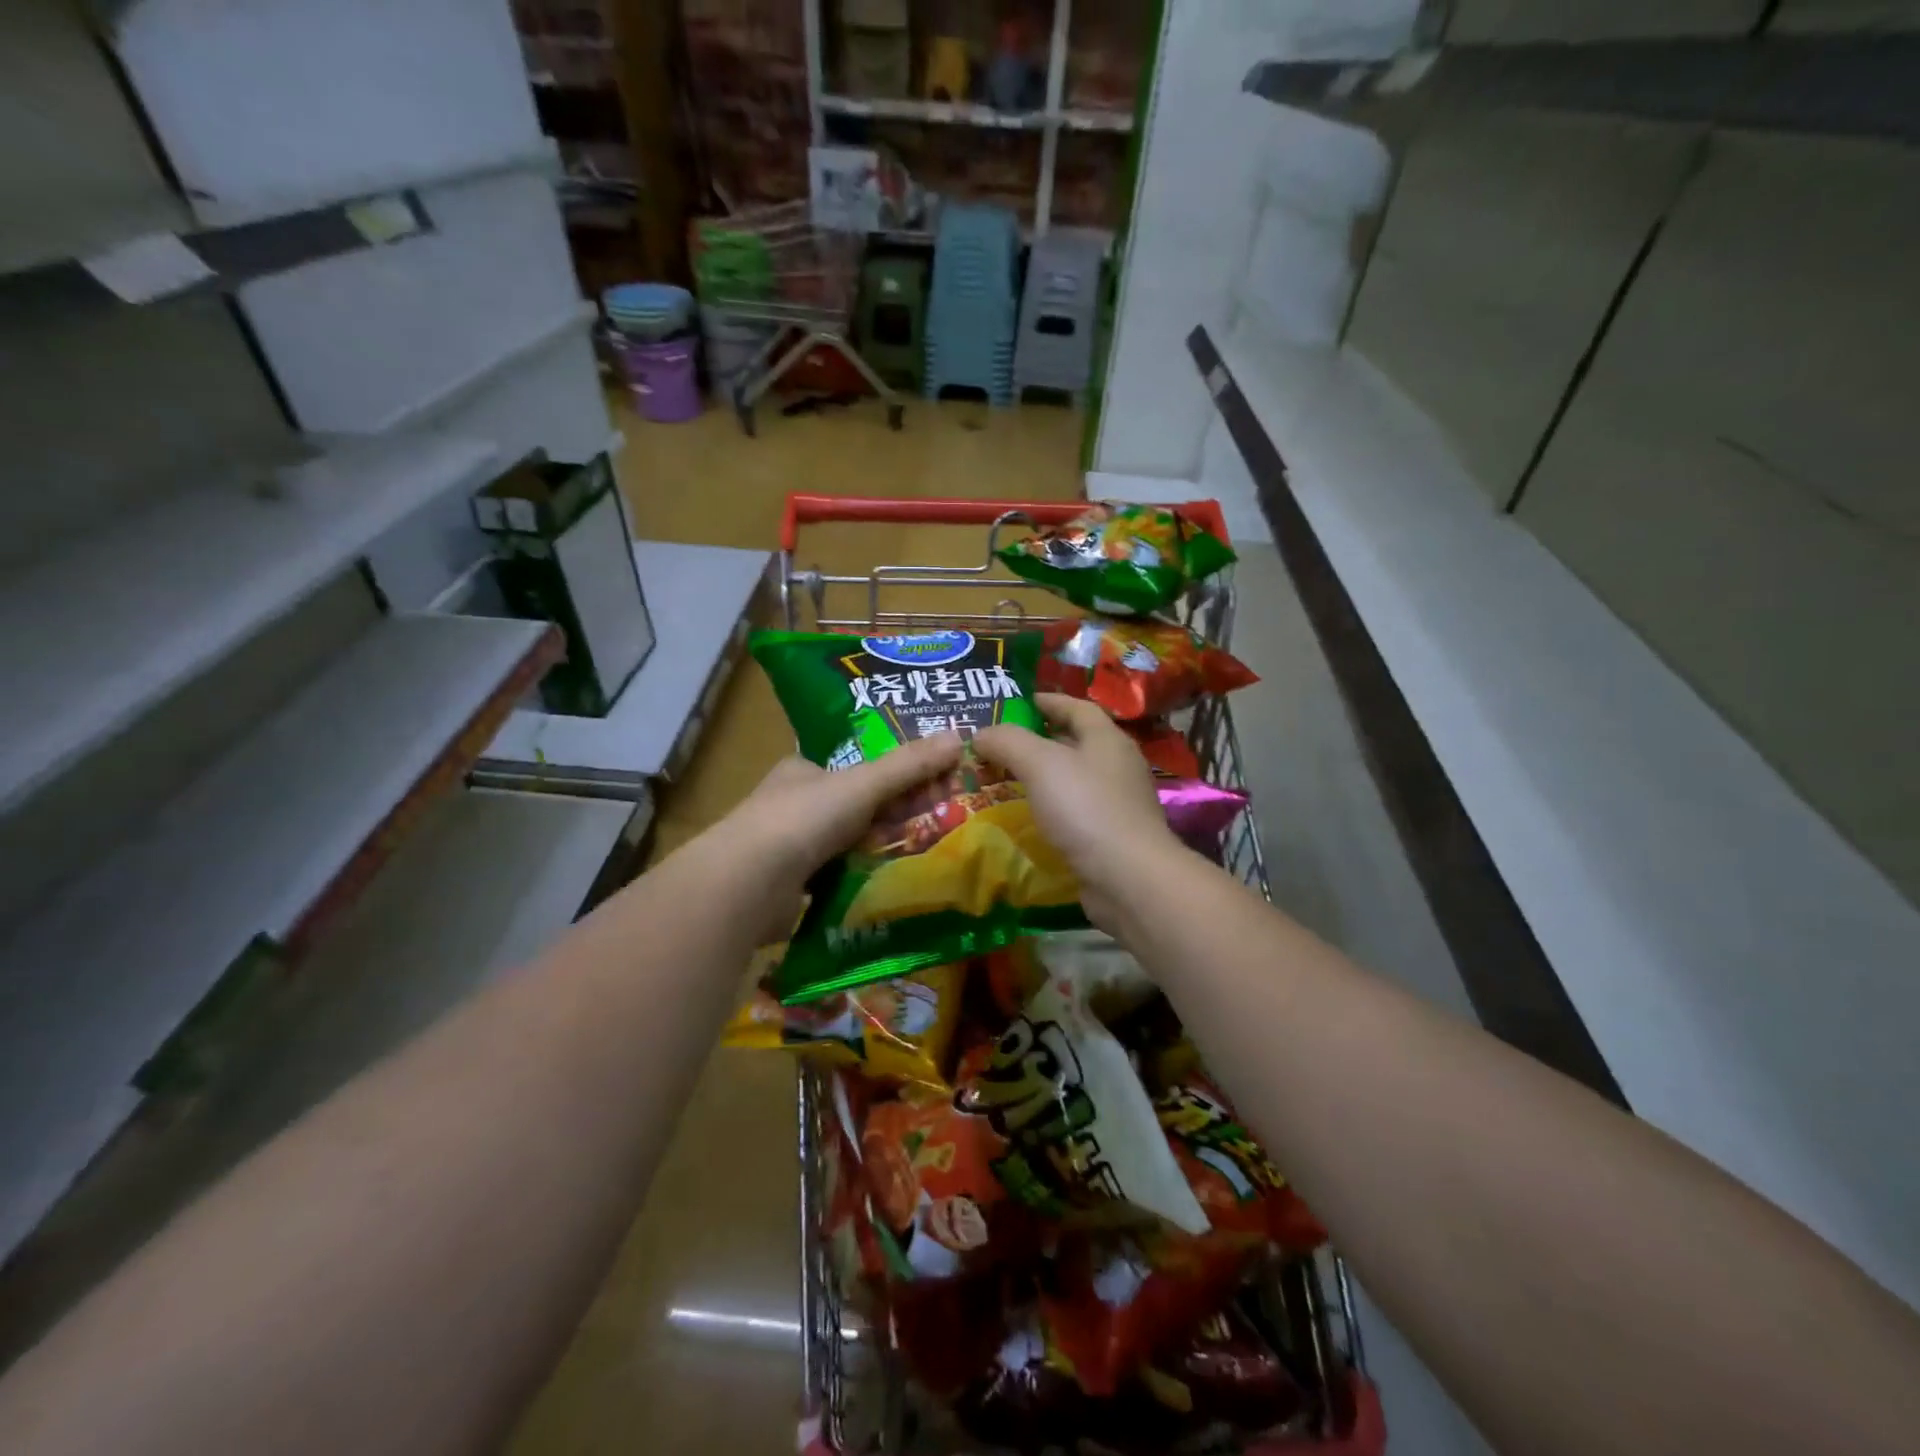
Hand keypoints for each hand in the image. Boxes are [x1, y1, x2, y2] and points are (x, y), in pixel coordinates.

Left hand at [712, 732, 965, 937]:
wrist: (749, 884)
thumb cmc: (804, 819)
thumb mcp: (864, 784)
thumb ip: (909, 765)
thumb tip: (960, 737)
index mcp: (802, 771)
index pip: (852, 767)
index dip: (890, 775)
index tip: (927, 787)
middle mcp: (790, 805)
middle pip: (851, 807)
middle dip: (888, 816)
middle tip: (934, 826)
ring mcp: (785, 848)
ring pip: (844, 845)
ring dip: (874, 851)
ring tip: (920, 858)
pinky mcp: (788, 888)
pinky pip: (834, 878)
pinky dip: (858, 880)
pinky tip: (886, 887)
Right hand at [974, 694, 1183, 929]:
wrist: (1128, 878)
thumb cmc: (1086, 809)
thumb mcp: (1040, 763)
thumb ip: (1007, 741)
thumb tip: (981, 733)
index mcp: (1107, 739)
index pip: (1077, 707)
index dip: (1047, 700)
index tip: (1018, 702)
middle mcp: (1118, 765)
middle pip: (1076, 742)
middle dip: (1040, 739)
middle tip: (1003, 744)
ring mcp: (1119, 803)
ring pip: (1075, 778)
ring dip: (1045, 776)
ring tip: (1008, 780)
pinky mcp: (1112, 836)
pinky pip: (1077, 811)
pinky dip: (1053, 807)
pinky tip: (1031, 817)